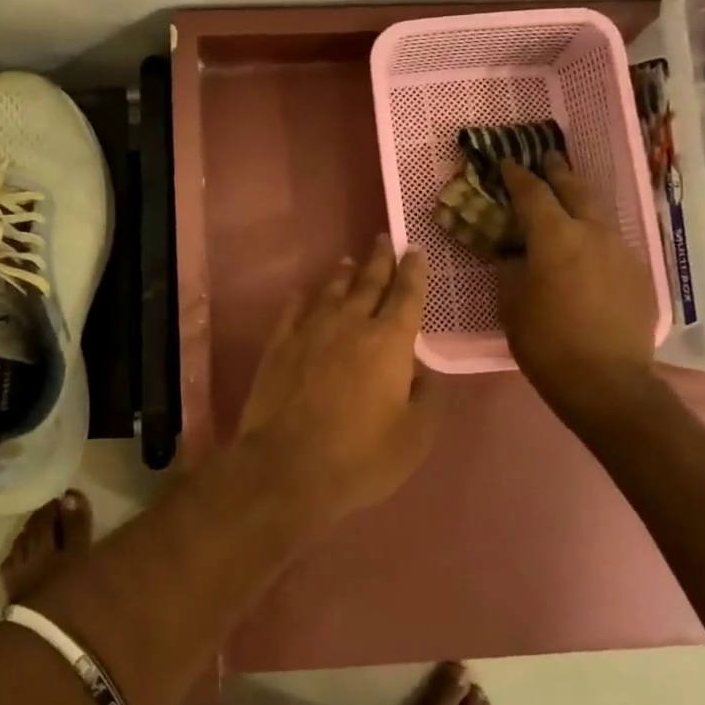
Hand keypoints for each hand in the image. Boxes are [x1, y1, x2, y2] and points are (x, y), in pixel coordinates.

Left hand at [235, 235, 443, 526]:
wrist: (287, 466)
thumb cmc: (361, 455)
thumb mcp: (414, 437)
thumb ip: (426, 398)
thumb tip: (422, 372)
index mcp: (389, 342)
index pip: (407, 295)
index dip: (414, 270)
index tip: (415, 248)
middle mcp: (350, 324)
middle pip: (369, 283)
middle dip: (380, 260)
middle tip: (384, 239)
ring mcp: (310, 331)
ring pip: (331, 292)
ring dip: (343, 275)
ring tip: (349, 261)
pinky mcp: (278, 345)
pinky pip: (292, 312)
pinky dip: (300, 300)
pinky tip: (301, 295)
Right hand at [497, 158, 659, 420]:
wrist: (608, 382)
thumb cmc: (545, 341)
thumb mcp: (511, 303)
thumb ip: (511, 268)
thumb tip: (516, 254)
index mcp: (555, 236)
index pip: (532, 193)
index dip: (517, 176)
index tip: (506, 163)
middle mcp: (593, 232)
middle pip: (575, 189)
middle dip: (558, 172)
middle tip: (547, 158)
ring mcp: (622, 251)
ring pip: (599, 215)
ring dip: (580, 203)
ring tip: (568, 201)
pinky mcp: (640, 274)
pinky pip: (613, 243)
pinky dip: (595, 237)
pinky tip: (588, 251)